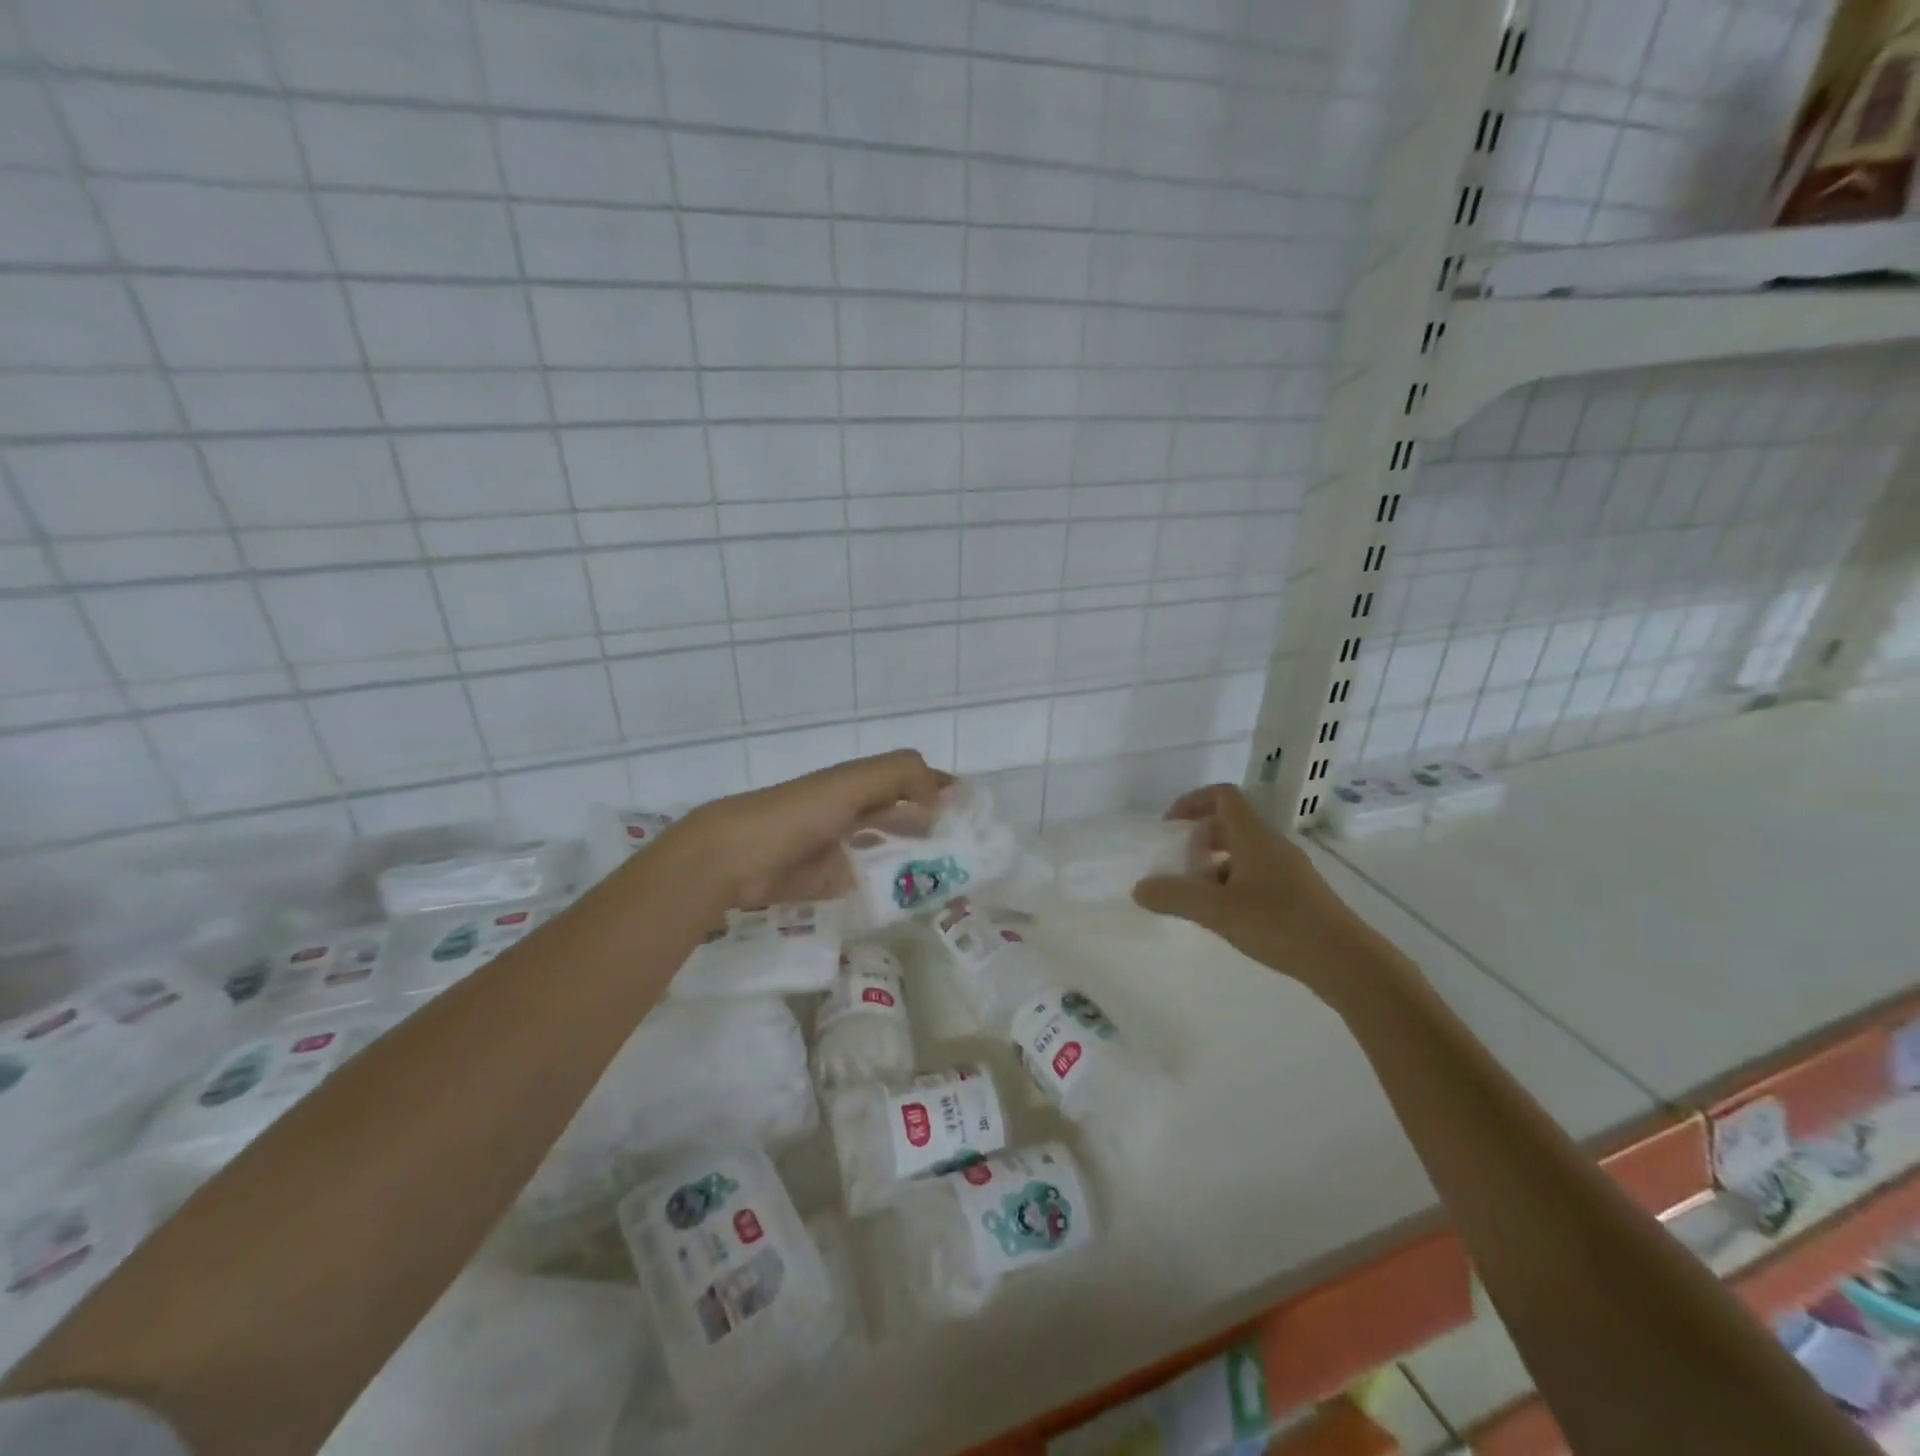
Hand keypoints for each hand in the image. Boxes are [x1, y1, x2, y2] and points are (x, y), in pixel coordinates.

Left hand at [659, 750, 947, 910]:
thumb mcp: (852, 782)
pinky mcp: (831, 885)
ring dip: (917, 864)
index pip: (910, 781)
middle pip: (904, 819)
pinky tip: (914, 901)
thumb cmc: (798, 812)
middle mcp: (854, 813)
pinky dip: (891, 891)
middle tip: (970, 856)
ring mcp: (842, 851)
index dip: (939, 791)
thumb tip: (940, 800)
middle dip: (935, 832)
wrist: (736, 858)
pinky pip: (870, 886)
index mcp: (859, 784)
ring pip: (891, 854)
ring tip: (951, 882)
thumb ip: (900, 775)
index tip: (972, 814)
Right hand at [1133, 784, 1396, 998]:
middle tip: (1179, 869)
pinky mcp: (1297, 895)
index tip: (1169, 828)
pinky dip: (1232, 886)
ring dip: (1214, 867)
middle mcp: (1272, 845)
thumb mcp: (1218, 911)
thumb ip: (1175, 897)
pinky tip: (1226, 917)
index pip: (1222, 796)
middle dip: (1198, 841)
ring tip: (1198, 899)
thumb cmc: (1280, 925)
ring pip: (1242, 853)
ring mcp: (1288, 870)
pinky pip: (1255, 876)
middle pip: (1229, 825)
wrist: (1347, 962)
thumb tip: (1139, 888)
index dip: (1192, 802)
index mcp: (1254, 837)